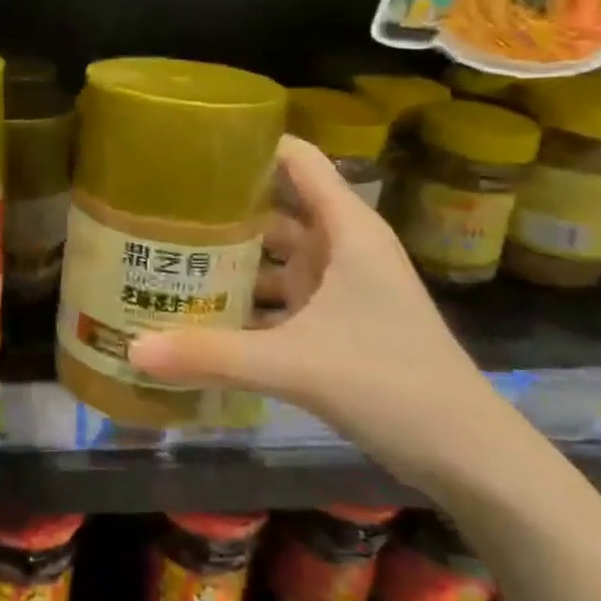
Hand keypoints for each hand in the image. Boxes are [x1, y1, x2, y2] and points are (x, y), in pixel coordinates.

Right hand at [127, 135, 518, 496]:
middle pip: (274, 206)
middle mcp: (342, 247)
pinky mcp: (335, 322)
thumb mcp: (295, 364)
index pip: (297, 160)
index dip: (249, 145)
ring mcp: (340, 286)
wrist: (468, 455)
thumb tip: (132, 350)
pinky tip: (200, 311)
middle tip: (157, 205)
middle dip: (221, 206)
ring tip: (166, 253)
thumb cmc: (392, 384)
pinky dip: (245, 298)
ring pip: (274, 255)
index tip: (190, 148)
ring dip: (230, 256)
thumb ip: (212, 354)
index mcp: (346, 229)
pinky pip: (279, 295)